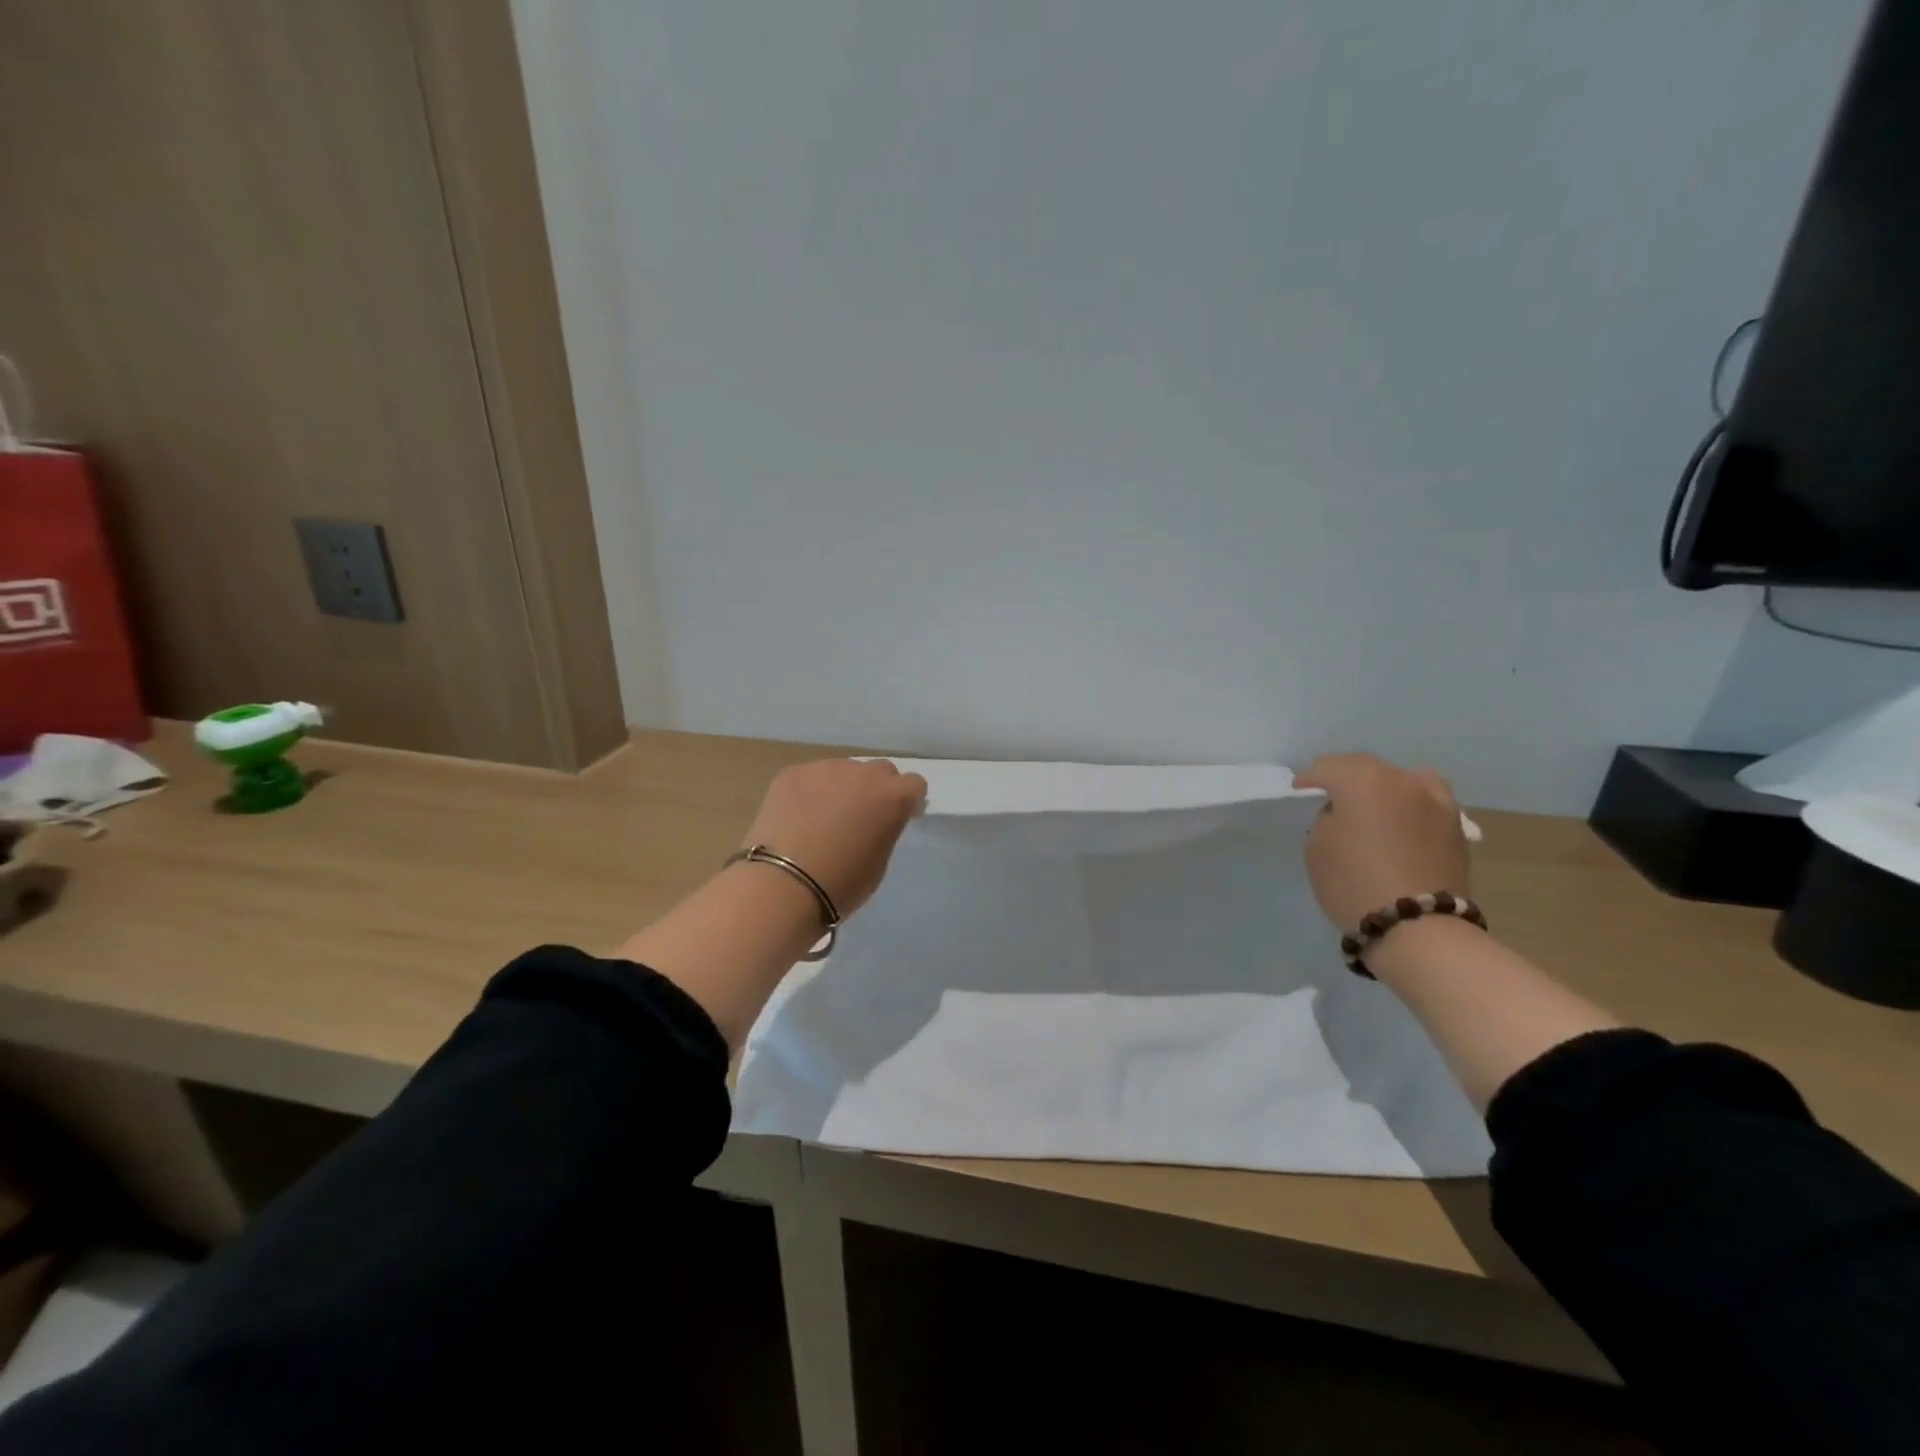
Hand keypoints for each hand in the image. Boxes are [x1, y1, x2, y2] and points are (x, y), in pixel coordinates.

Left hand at [741, 759, 927, 916]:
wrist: (782, 884)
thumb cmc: (841, 883)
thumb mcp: (879, 861)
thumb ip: (885, 830)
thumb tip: (876, 820)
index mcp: (892, 797)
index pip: (915, 784)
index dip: (908, 801)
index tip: (896, 818)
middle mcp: (863, 774)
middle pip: (880, 771)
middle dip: (877, 789)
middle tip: (861, 817)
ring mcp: (825, 769)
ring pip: (843, 771)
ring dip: (842, 788)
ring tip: (822, 817)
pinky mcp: (792, 773)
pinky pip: (810, 777)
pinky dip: (810, 792)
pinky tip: (796, 817)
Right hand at [1293, 754, 1469, 932]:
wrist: (1418, 927)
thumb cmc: (1354, 883)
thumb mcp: (1317, 847)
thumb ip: (1328, 818)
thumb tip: (1345, 813)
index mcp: (1362, 780)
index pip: (1328, 767)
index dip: (1309, 778)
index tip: (1299, 790)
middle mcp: (1402, 779)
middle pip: (1366, 768)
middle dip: (1345, 777)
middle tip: (1330, 794)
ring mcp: (1435, 799)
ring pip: (1400, 779)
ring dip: (1381, 786)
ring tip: (1371, 805)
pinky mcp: (1455, 824)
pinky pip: (1424, 801)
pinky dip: (1408, 803)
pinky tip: (1400, 820)